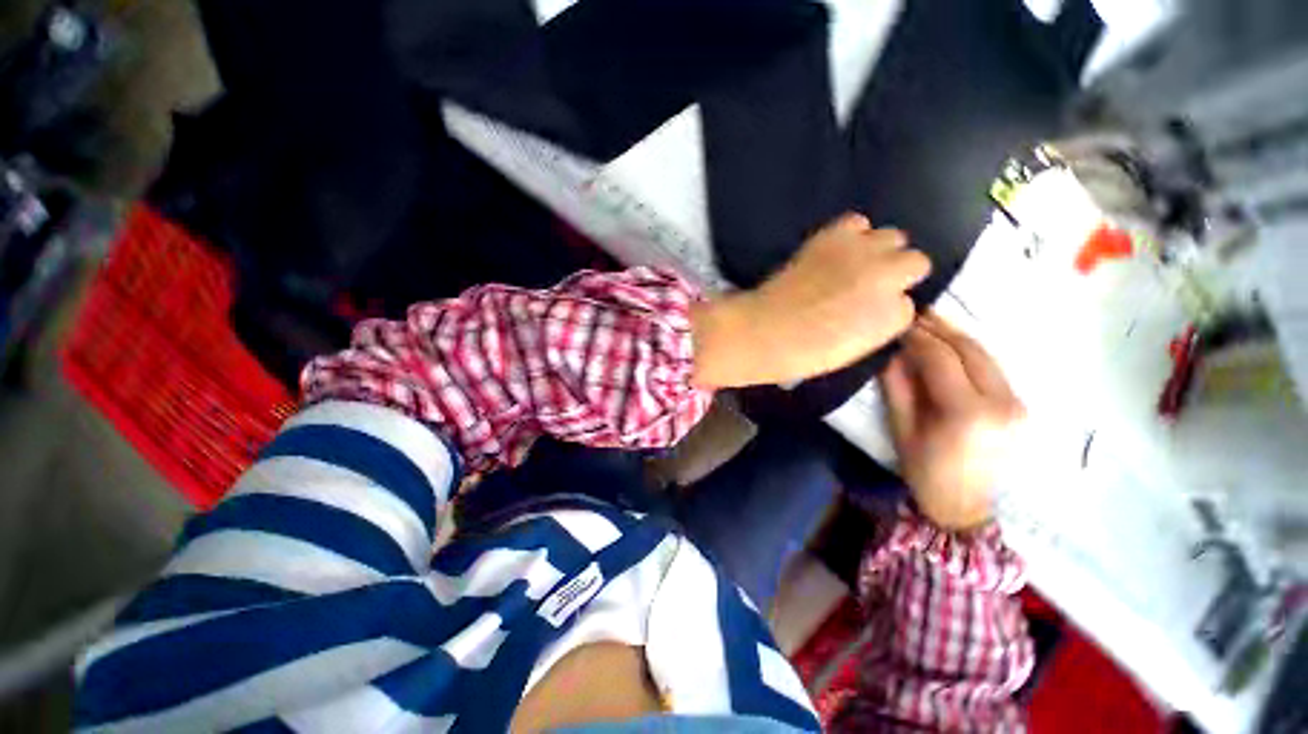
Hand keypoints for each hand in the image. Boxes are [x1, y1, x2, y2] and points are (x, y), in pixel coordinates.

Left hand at [692, 213, 930, 388]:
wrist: (765, 330)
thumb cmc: (803, 353)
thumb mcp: (853, 349)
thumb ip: (875, 324)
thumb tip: (876, 305)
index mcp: (892, 317)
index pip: (908, 304)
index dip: (886, 307)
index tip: (868, 311)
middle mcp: (888, 278)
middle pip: (915, 262)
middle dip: (896, 273)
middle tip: (867, 283)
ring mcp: (863, 253)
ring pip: (893, 237)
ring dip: (878, 249)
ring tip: (853, 263)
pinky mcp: (835, 236)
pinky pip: (857, 222)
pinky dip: (852, 233)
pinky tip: (837, 248)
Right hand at [880, 312, 1024, 530]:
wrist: (964, 505)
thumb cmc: (923, 470)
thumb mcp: (901, 428)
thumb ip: (897, 385)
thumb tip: (891, 350)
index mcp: (967, 414)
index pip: (941, 359)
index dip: (917, 337)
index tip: (897, 323)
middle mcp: (1002, 403)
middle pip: (970, 350)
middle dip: (939, 327)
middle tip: (914, 313)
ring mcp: (1018, 404)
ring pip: (985, 354)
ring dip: (955, 335)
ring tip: (928, 322)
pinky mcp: (1021, 405)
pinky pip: (992, 368)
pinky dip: (968, 351)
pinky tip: (948, 344)